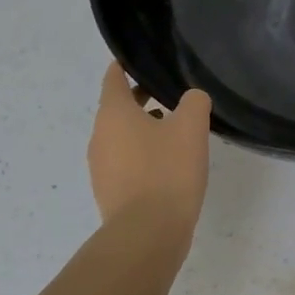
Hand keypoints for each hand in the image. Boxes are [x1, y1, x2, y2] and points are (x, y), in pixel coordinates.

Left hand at [87, 62, 211, 243]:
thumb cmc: (167, 171)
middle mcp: (100, 137)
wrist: (147, 233)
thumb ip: (194, 102)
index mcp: (114, 114)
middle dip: (141, 99)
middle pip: (117, 108)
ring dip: (144, 129)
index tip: (140, 60)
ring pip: (122, 136)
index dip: (125, 66)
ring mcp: (101, 167)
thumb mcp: (191, 127)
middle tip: (172, 95)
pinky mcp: (110, 192)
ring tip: (177, 131)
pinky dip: (143, 154)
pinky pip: (125, 161)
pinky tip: (170, 164)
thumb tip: (191, 100)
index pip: (113, 78)